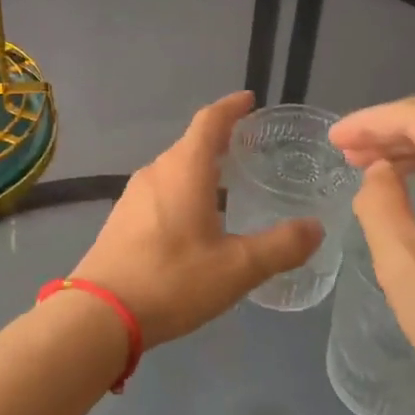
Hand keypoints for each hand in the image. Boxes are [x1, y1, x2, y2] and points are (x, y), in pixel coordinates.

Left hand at [71, 92, 322, 348]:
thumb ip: (280, 246)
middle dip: (219, 140)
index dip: (231, 107)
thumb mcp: (237, 268)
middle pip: (190, 144)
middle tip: (249, 147)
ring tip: (227, 183)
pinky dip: (183, 191)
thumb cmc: (172, 280)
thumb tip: (316, 227)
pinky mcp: (122, 219)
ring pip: (174, 170)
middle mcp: (156, 172)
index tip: (250, 99)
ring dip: (200, 168)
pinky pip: (160, 191)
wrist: (99, 314)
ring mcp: (133, 196)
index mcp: (184, 170)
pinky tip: (195, 219)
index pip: (210, 121)